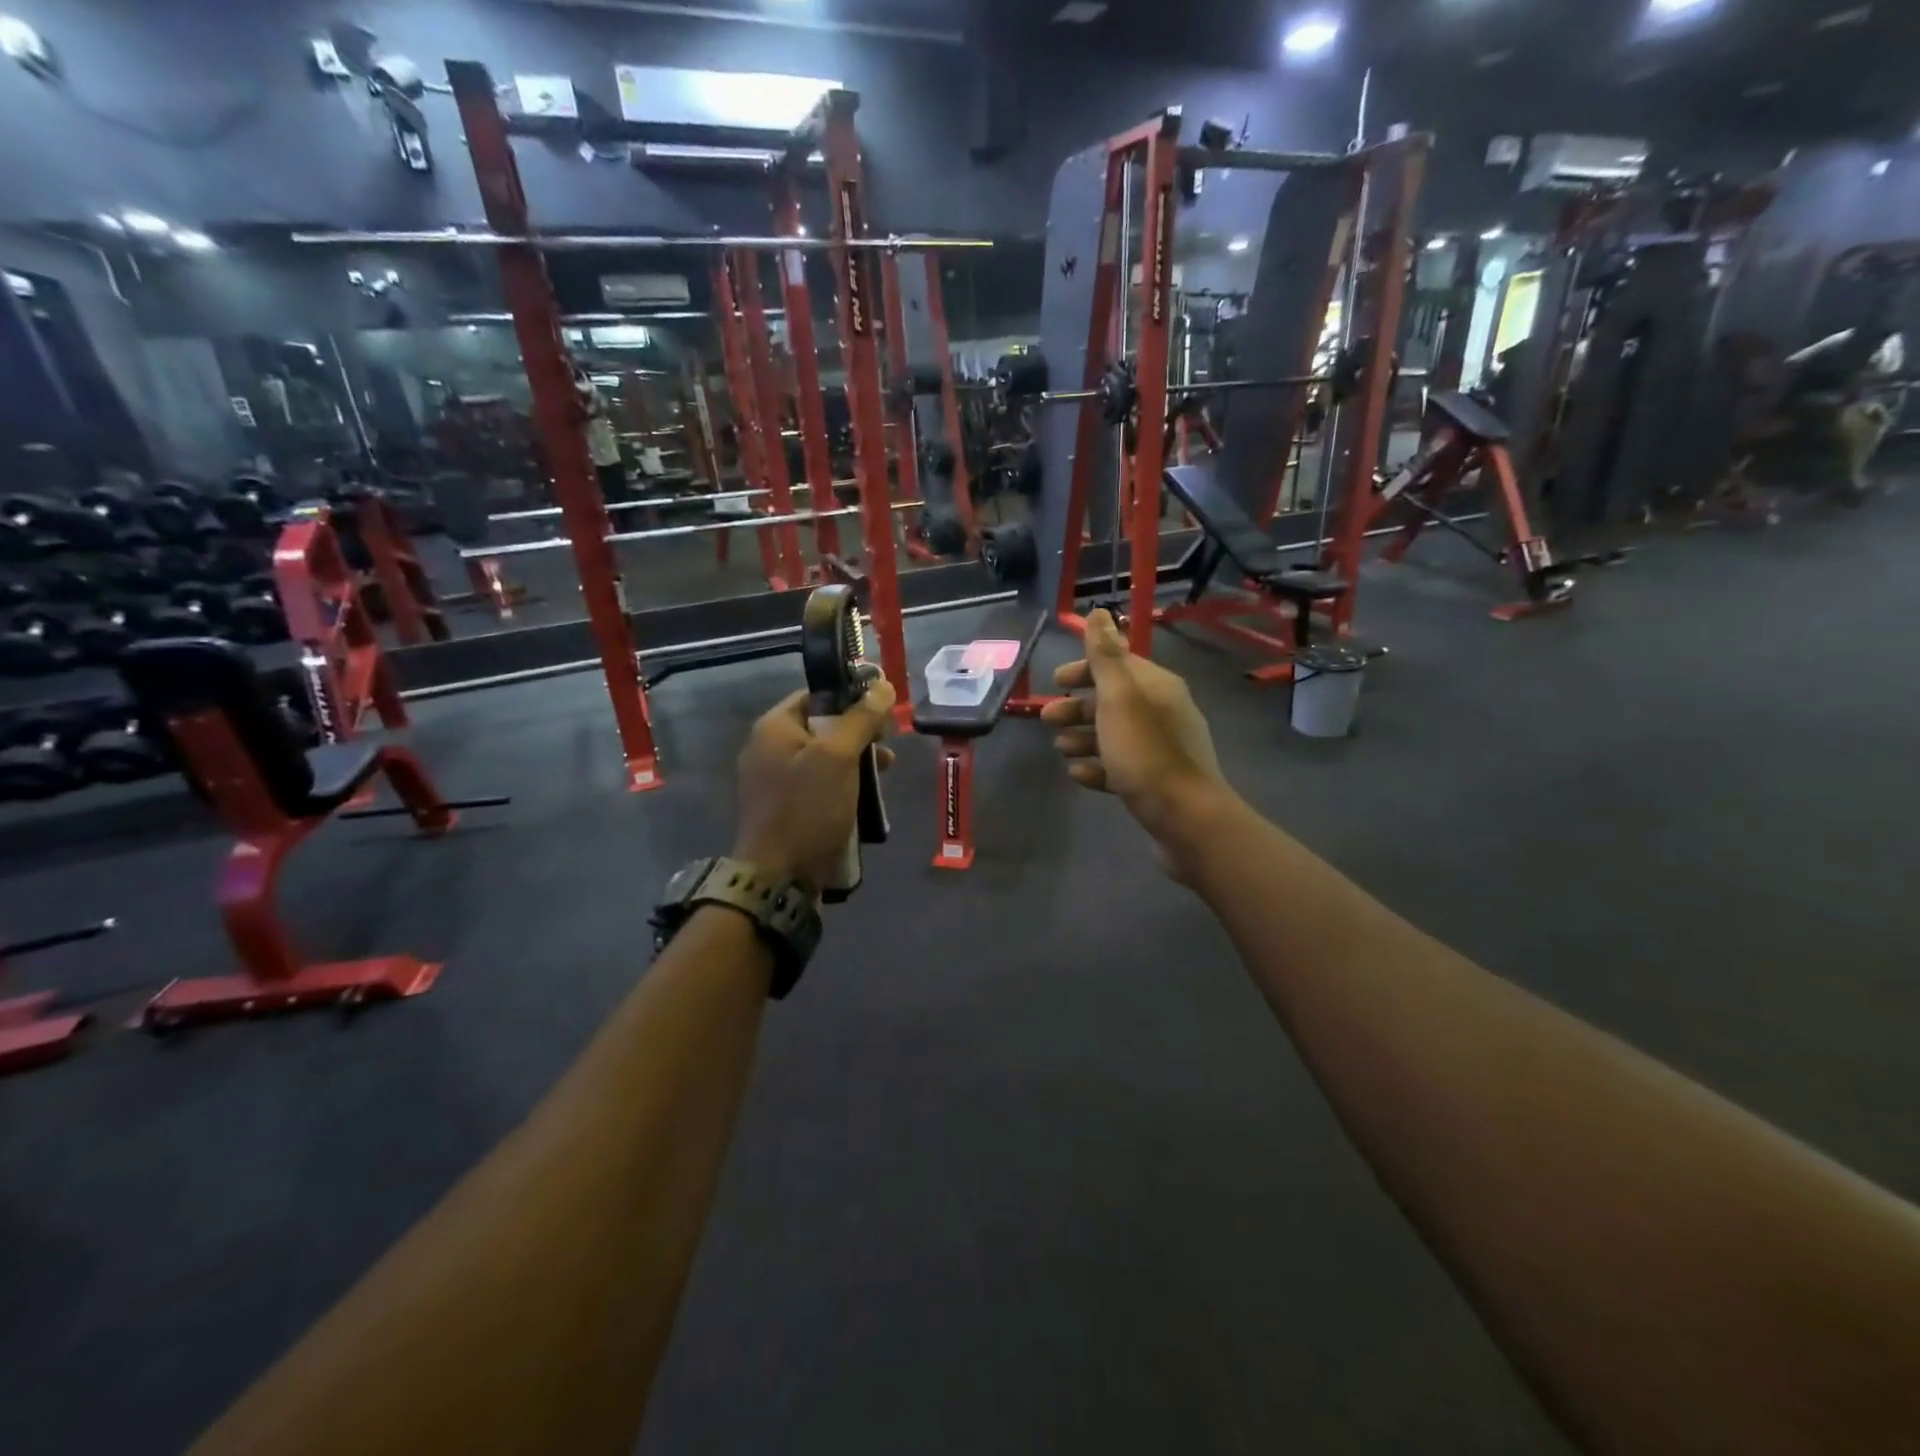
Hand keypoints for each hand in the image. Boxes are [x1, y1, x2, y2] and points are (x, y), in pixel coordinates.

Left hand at [734, 678, 895, 892]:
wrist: (779, 878)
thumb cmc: (808, 808)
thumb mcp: (838, 757)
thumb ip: (861, 718)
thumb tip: (883, 685)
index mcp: (773, 727)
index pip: (816, 695)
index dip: (851, 697)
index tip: (882, 712)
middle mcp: (769, 749)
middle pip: (822, 726)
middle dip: (859, 734)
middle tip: (888, 749)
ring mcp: (775, 781)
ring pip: (824, 758)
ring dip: (856, 763)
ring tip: (884, 776)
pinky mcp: (785, 809)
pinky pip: (819, 786)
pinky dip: (843, 786)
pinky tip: (865, 800)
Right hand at [1041, 610, 1231, 870]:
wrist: (1184, 818)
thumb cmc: (1146, 753)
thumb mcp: (1119, 699)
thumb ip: (1105, 656)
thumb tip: (1099, 612)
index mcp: (1157, 687)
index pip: (1118, 665)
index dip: (1085, 669)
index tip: (1056, 680)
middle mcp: (1163, 712)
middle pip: (1113, 701)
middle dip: (1077, 708)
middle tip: (1046, 719)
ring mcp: (1161, 749)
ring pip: (1115, 734)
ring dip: (1083, 737)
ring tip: (1060, 750)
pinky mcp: (1156, 781)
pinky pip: (1121, 766)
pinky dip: (1098, 766)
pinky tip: (1079, 775)